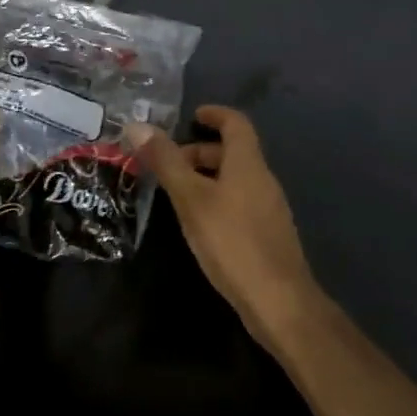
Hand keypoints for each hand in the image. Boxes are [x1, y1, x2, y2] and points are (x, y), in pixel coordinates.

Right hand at [127, 106, 323, 353]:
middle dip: (201, 151)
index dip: (215, 114)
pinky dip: (218, 198)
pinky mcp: (268, 234)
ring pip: (236, 178)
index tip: (192, 116)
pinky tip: (200, 223)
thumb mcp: (191, 199)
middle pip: (233, 151)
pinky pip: (240, 201)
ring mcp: (269, 207)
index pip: (236, 123)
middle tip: (170, 164)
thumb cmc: (232, 241)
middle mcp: (263, 178)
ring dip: (207, 177)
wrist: (279, 301)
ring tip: (177, 194)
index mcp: (248, 162)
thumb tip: (137, 125)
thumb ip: (166, 162)